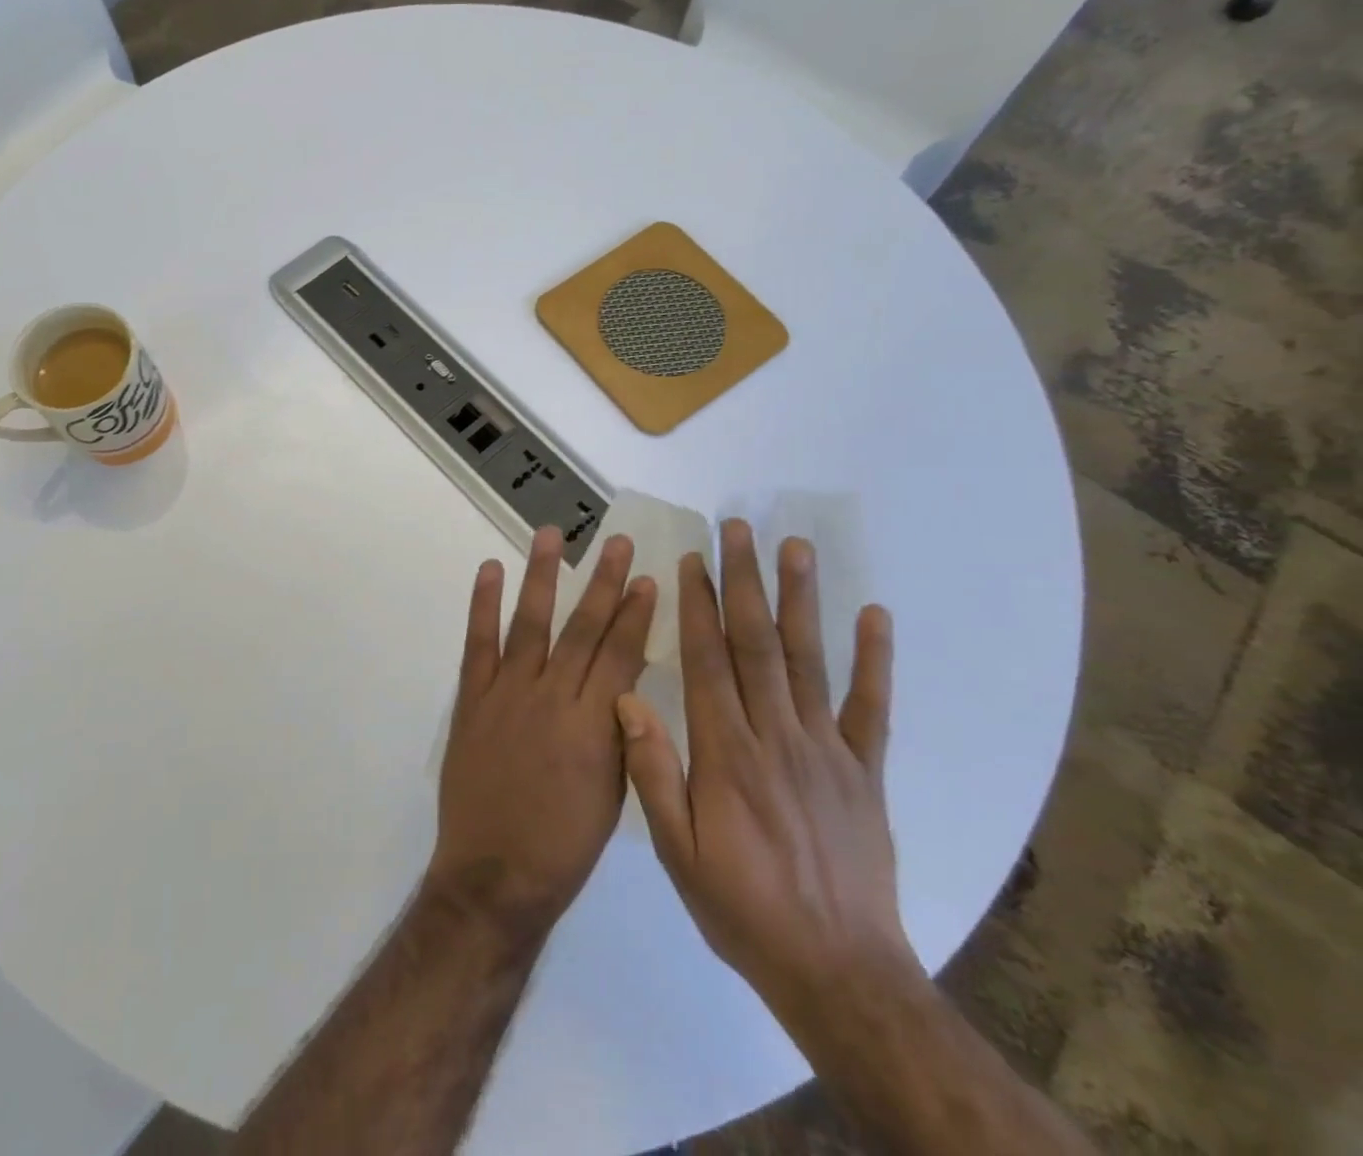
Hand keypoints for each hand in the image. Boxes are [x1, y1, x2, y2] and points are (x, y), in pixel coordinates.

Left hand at [427, 526, 656, 939]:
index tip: (649, 578)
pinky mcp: (473, 698)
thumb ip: (619, 729)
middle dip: (603, 582)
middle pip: (582, 628)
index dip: (636, 614)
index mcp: (593, 725)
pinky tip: (490, 570)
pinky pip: (478, 643)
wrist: (495, 874)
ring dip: (541, 575)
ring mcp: (507, 693)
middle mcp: (552, 697)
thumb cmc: (564, 844)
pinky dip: (482, 604)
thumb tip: (627, 677)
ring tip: (550, 533)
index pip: (620, 654)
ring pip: (530, 622)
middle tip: (617, 542)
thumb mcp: (612, 790)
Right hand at [618, 519, 913, 1023]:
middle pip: (757, 644)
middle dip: (745, 581)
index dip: (698, 606)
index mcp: (726, 753)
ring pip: (811, 660)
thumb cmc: (742, 908)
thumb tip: (626, 700)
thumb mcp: (677, 851)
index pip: (708, 661)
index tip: (692, 561)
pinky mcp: (866, 773)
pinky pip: (872, 708)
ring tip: (795, 548)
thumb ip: (652, 772)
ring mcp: (828, 751)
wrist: (838, 973)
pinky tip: (875, 616)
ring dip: (802, 600)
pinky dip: (875, 660)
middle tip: (739, 529)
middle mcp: (777, 736)